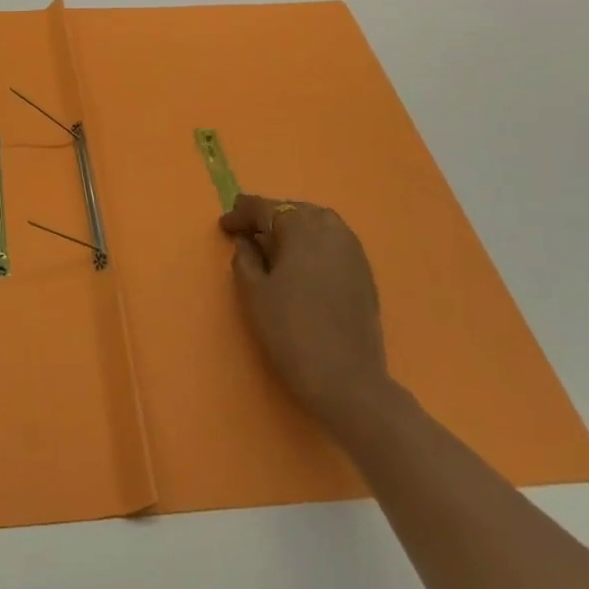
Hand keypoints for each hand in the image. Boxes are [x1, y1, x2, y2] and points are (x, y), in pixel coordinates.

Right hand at [220, 193, 393, 441]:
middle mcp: (330, 227)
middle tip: (246, 234)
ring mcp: (352, 248)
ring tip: (273, 247)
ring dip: (293, 230)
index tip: (224, 226)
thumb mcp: (253, 292)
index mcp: (300, 225)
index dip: (240, 214)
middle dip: (268, 218)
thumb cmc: (291, 330)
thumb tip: (248, 241)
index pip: (264, 208)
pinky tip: (302, 264)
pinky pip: (332, 243)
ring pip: (315, 224)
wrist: (348, 380)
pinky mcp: (365, 271)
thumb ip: (245, 257)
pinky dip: (313, 245)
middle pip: (292, 211)